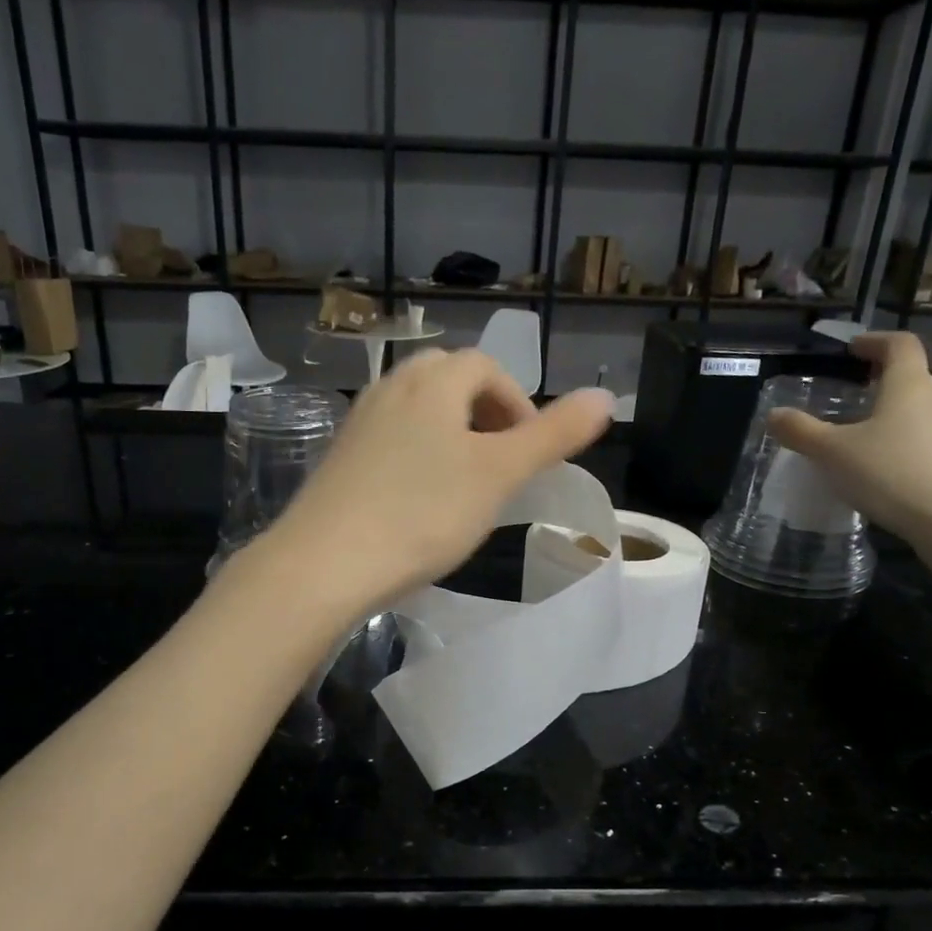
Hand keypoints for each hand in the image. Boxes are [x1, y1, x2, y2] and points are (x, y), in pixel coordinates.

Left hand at [262, 350, 613, 612]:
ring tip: (465, 483)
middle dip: (484, 413)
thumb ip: (554, 434)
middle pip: (449, 380)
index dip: (517, 404)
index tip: (529, 452)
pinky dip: (416, 454)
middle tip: (501, 463)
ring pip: (417, 410)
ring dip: (450, 434)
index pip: (487, 368)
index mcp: (433, 381)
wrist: (325, 563)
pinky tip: (418, 500)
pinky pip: (390, 438)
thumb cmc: (423, 513)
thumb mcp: (499, 474)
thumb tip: (606, 397)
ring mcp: (359, 421)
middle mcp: (391, 387)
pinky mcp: (339, 456)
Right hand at [766, 331, 931, 549]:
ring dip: (893, 414)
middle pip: (911, 378)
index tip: (853, 348)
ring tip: (863, 436)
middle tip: (852, 394)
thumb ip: (801, 431)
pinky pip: (928, 440)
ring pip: (920, 411)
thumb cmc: (890, 474)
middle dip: (881, 381)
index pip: (900, 345)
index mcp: (909, 386)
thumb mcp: (832, 453)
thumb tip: (774, 414)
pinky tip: (885, 469)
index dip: (876, 341)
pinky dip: (904, 442)